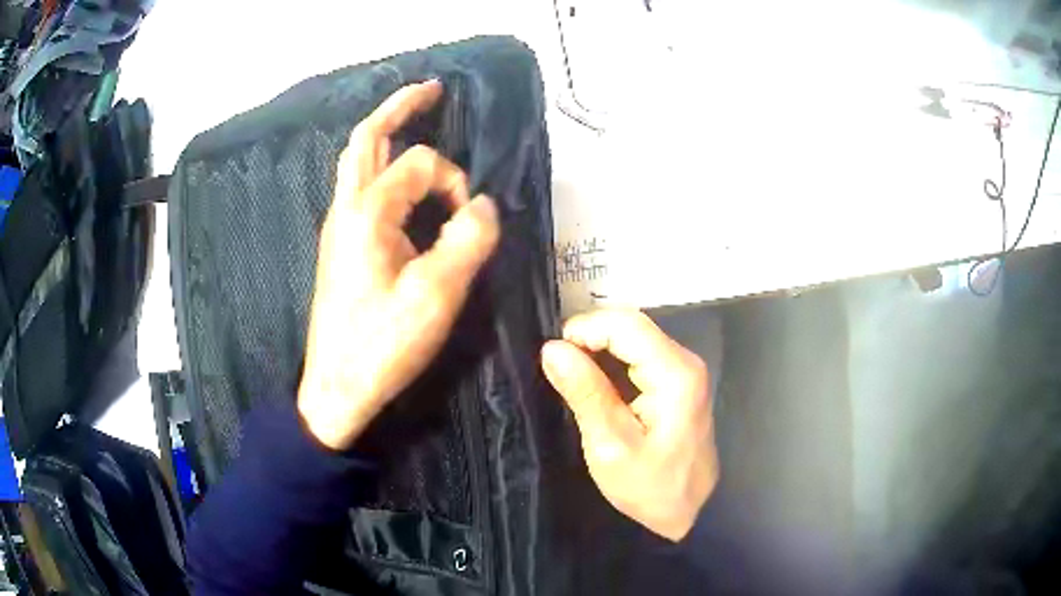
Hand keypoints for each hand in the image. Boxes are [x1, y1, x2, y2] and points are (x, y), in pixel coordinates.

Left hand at [298, 80, 499, 449]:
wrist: (338, 389)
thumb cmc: (383, 345)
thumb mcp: (437, 294)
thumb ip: (468, 240)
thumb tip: (483, 205)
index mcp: (366, 211)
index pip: (421, 163)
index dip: (454, 180)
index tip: (470, 219)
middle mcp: (346, 208)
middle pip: (367, 138)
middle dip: (399, 107)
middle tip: (431, 89)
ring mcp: (339, 227)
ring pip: (359, 162)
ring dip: (388, 135)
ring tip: (416, 119)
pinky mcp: (342, 247)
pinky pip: (361, 190)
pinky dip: (384, 169)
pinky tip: (403, 182)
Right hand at [540, 309, 717, 540]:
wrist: (688, 511)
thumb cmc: (650, 487)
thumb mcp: (610, 446)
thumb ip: (585, 392)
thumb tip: (552, 348)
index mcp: (675, 374)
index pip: (625, 324)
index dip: (584, 329)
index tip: (554, 356)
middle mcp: (685, 361)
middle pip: (631, 326)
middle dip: (590, 337)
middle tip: (559, 369)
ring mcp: (684, 370)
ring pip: (634, 338)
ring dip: (599, 349)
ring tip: (572, 378)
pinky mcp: (678, 382)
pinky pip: (640, 355)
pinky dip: (612, 361)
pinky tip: (596, 384)